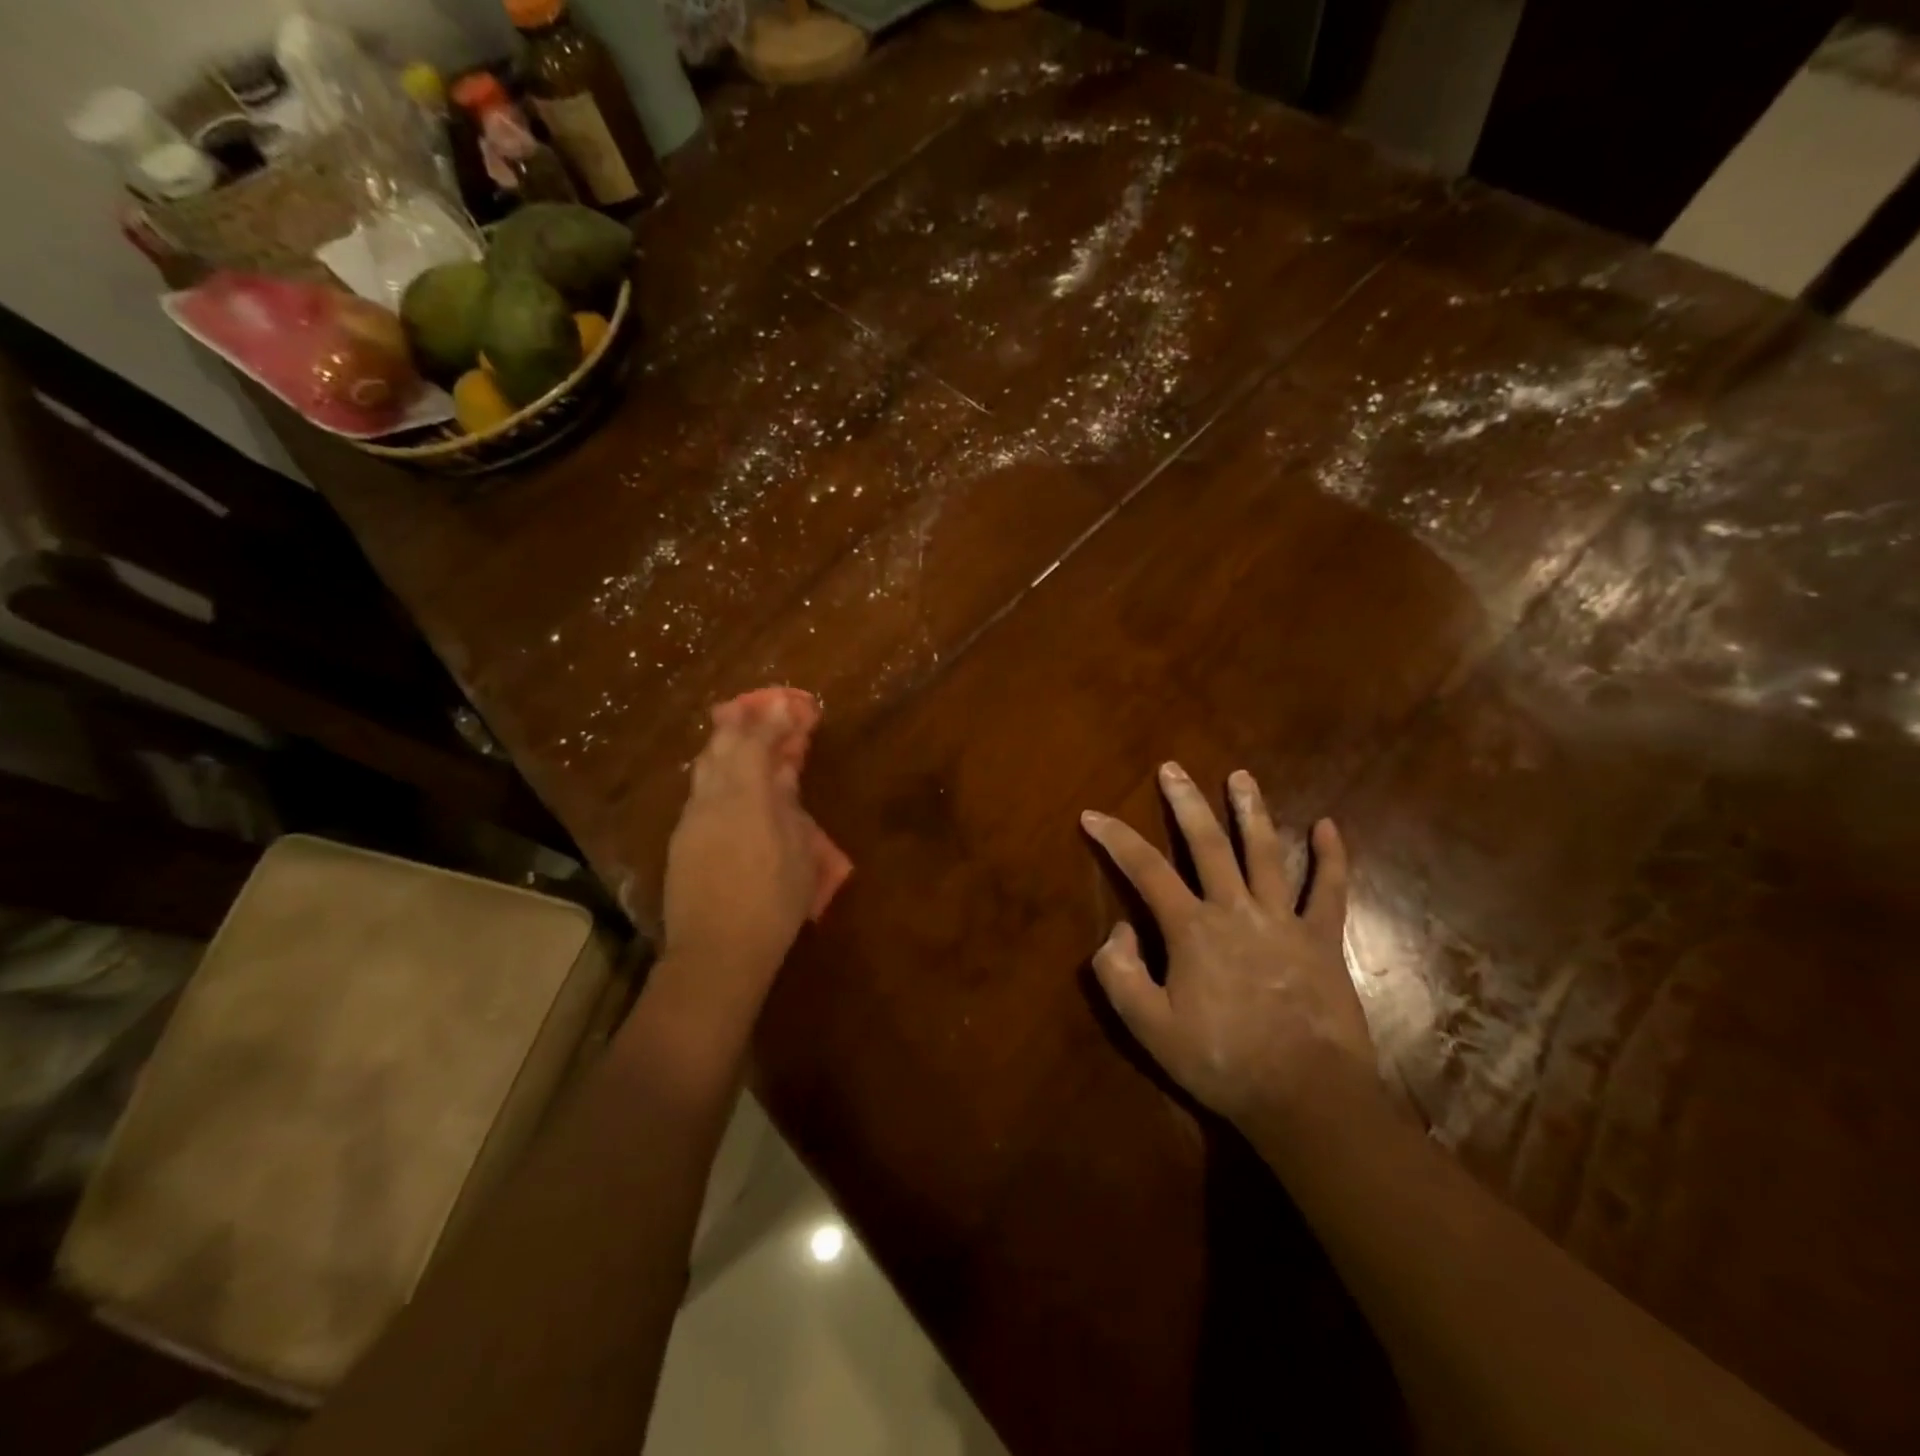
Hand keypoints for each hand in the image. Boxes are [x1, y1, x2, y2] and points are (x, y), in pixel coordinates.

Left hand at [660, 697, 817, 1017]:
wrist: (716, 952)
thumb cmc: (772, 903)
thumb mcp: (797, 853)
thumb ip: (788, 807)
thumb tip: (782, 777)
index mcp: (745, 797)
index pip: (756, 743)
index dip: (772, 720)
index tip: (786, 703)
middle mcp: (711, 799)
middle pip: (721, 747)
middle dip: (740, 723)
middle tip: (756, 709)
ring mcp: (691, 820)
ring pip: (704, 769)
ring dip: (724, 747)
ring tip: (739, 737)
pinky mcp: (681, 842)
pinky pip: (699, 793)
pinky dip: (716, 776)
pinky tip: (728, 784)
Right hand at [1081, 762, 1375, 1127]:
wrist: (1305, 1095)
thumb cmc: (1221, 1061)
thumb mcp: (1148, 1027)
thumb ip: (1120, 974)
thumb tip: (1120, 930)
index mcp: (1192, 929)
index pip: (1144, 870)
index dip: (1115, 838)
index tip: (1092, 814)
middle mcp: (1235, 909)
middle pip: (1207, 844)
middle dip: (1186, 803)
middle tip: (1173, 768)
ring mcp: (1284, 920)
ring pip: (1265, 852)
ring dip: (1251, 811)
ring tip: (1240, 776)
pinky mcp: (1323, 939)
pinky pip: (1330, 890)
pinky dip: (1331, 857)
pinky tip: (1329, 826)